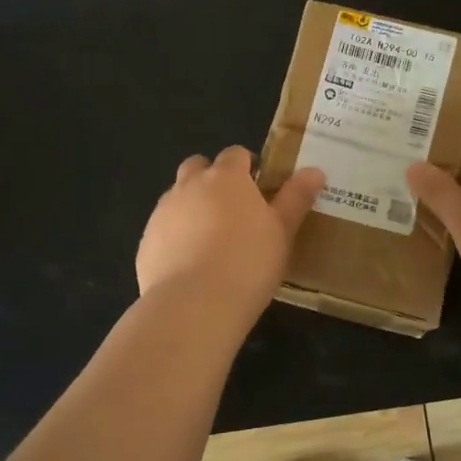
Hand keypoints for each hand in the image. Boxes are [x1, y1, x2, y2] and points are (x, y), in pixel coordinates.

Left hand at [137, 147, 324, 319]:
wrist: (194, 306)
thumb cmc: (248, 263)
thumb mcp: (283, 231)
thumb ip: (296, 198)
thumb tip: (314, 170)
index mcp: (226, 177)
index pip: (235, 154)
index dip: (247, 166)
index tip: (259, 187)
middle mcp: (190, 185)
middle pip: (198, 167)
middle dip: (211, 178)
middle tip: (232, 209)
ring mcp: (162, 212)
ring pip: (177, 196)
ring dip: (192, 206)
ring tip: (210, 240)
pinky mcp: (146, 242)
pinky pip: (163, 229)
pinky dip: (175, 237)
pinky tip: (189, 264)